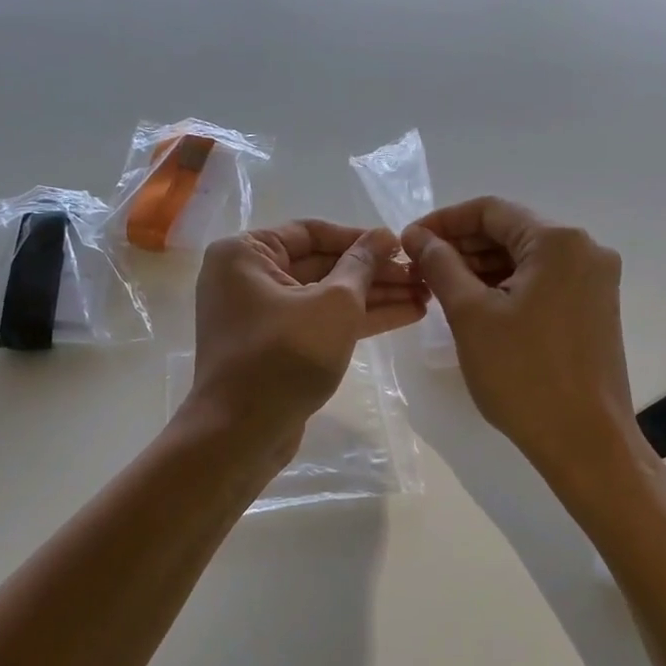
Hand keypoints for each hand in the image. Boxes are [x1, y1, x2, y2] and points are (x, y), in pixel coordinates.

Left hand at [188, 220, 424, 452]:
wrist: (242, 433)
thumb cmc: (285, 355)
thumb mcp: (334, 304)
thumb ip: (362, 265)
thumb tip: (384, 235)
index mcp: (245, 253)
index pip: (310, 232)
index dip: (359, 237)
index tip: (400, 245)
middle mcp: (246, 277)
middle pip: (320, 264)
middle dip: (372, 271)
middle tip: (420, 274)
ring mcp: (259, 314)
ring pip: (324, 296)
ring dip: (372, 296)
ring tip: (423, 295)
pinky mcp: (274, 346)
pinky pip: (318, 321)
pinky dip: (355, 319)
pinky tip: (403, 315)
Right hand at [402, 197, 634, 474]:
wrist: (585, 442)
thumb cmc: (523, 374)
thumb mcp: (470, 314)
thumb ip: (440, 264)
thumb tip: (417, 235)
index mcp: (558, 241)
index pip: (491, 210)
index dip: (444, 221)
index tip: (409, 241)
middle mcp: (585, 250)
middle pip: (510, 231)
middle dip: (462, 246)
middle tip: (419, 268)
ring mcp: (595, 280)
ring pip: (525, 258)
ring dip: (481, 267)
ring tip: (439, 289)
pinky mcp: (593, 308)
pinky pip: (542, 281)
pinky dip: (506, 286)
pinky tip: (474, 305)